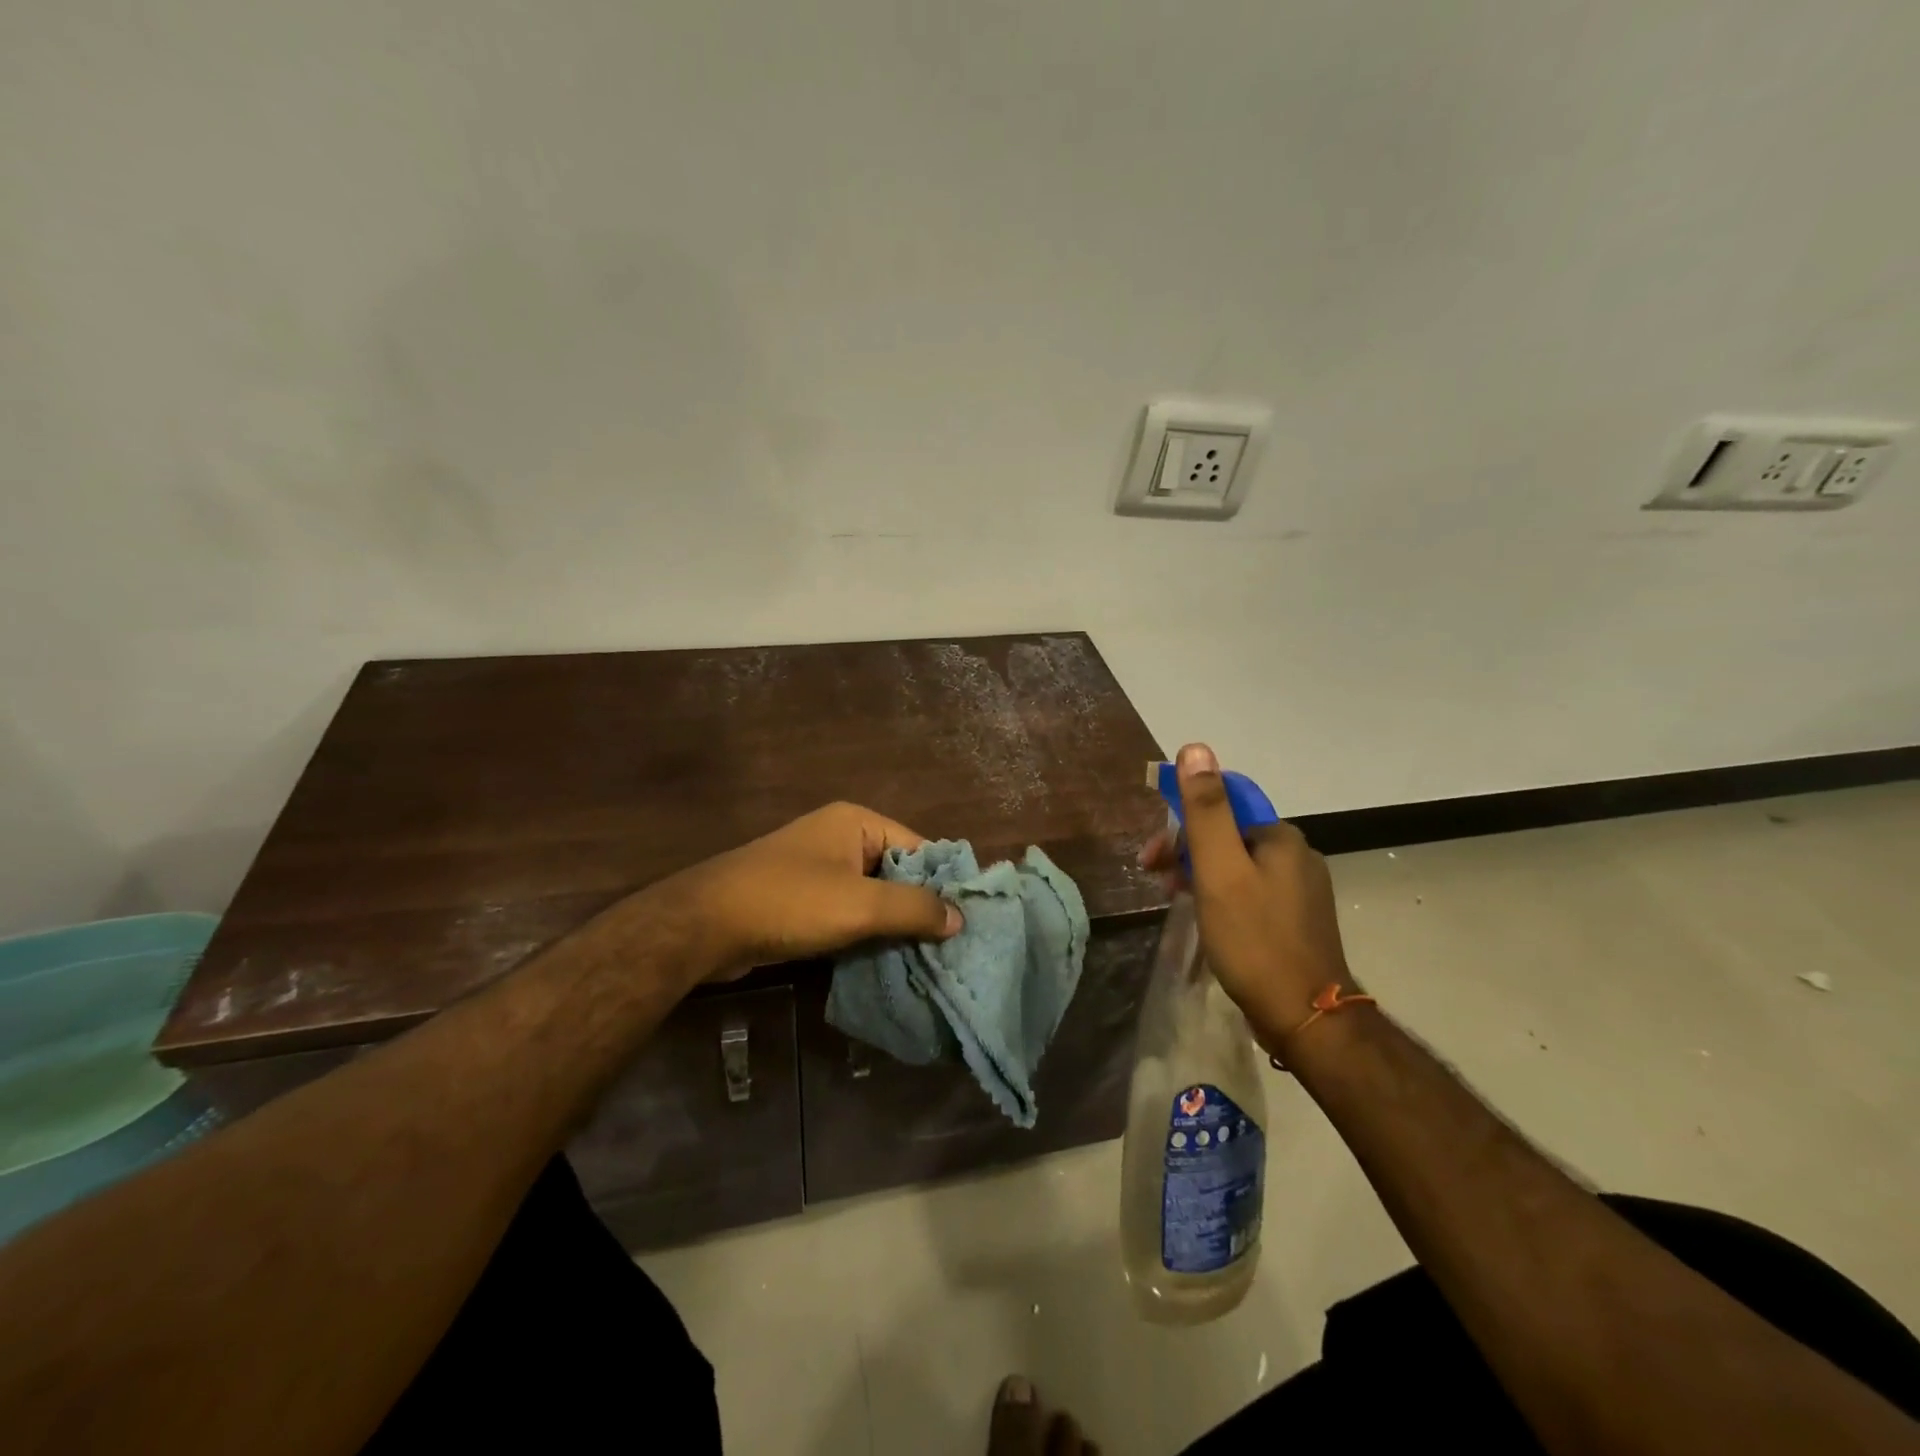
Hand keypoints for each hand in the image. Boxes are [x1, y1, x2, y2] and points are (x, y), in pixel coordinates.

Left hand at [654, 802, 963, 979]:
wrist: (705, 926)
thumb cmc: (790, 902)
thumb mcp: (860, 905)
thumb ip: (914, 909)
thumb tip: (960, 918)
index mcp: (857, 822)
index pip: (919, 848)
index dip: (943, 883)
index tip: (967, 922)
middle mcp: (841, 838)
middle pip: (897, 872)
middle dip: (919, 909)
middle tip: (952, 948)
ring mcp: (819, 869)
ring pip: (873, 897)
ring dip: (893, 926)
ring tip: (928, 960)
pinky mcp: (802, 900)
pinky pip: (848, 913)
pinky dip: (866, 934)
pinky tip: (888, 962)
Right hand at [1139, 743, 1357, 1050]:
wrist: (1305, 1017)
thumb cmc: (1254, 939)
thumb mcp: (1218, 869)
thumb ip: (1206, 809)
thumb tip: (1196, 748)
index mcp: (1280, 838)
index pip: (1224, 805)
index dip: (1182, 819)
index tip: (1153, 852)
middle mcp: (1296, 856)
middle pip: (1228, 835)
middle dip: (1186, 850)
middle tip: (1155, 878)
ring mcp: (1300, 890)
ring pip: (1236, 865)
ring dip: (1199, 874)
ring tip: (1174, 901)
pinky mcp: (1296, 920)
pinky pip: (1249, 891)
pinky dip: (1219, 895)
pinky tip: (1206, 918)